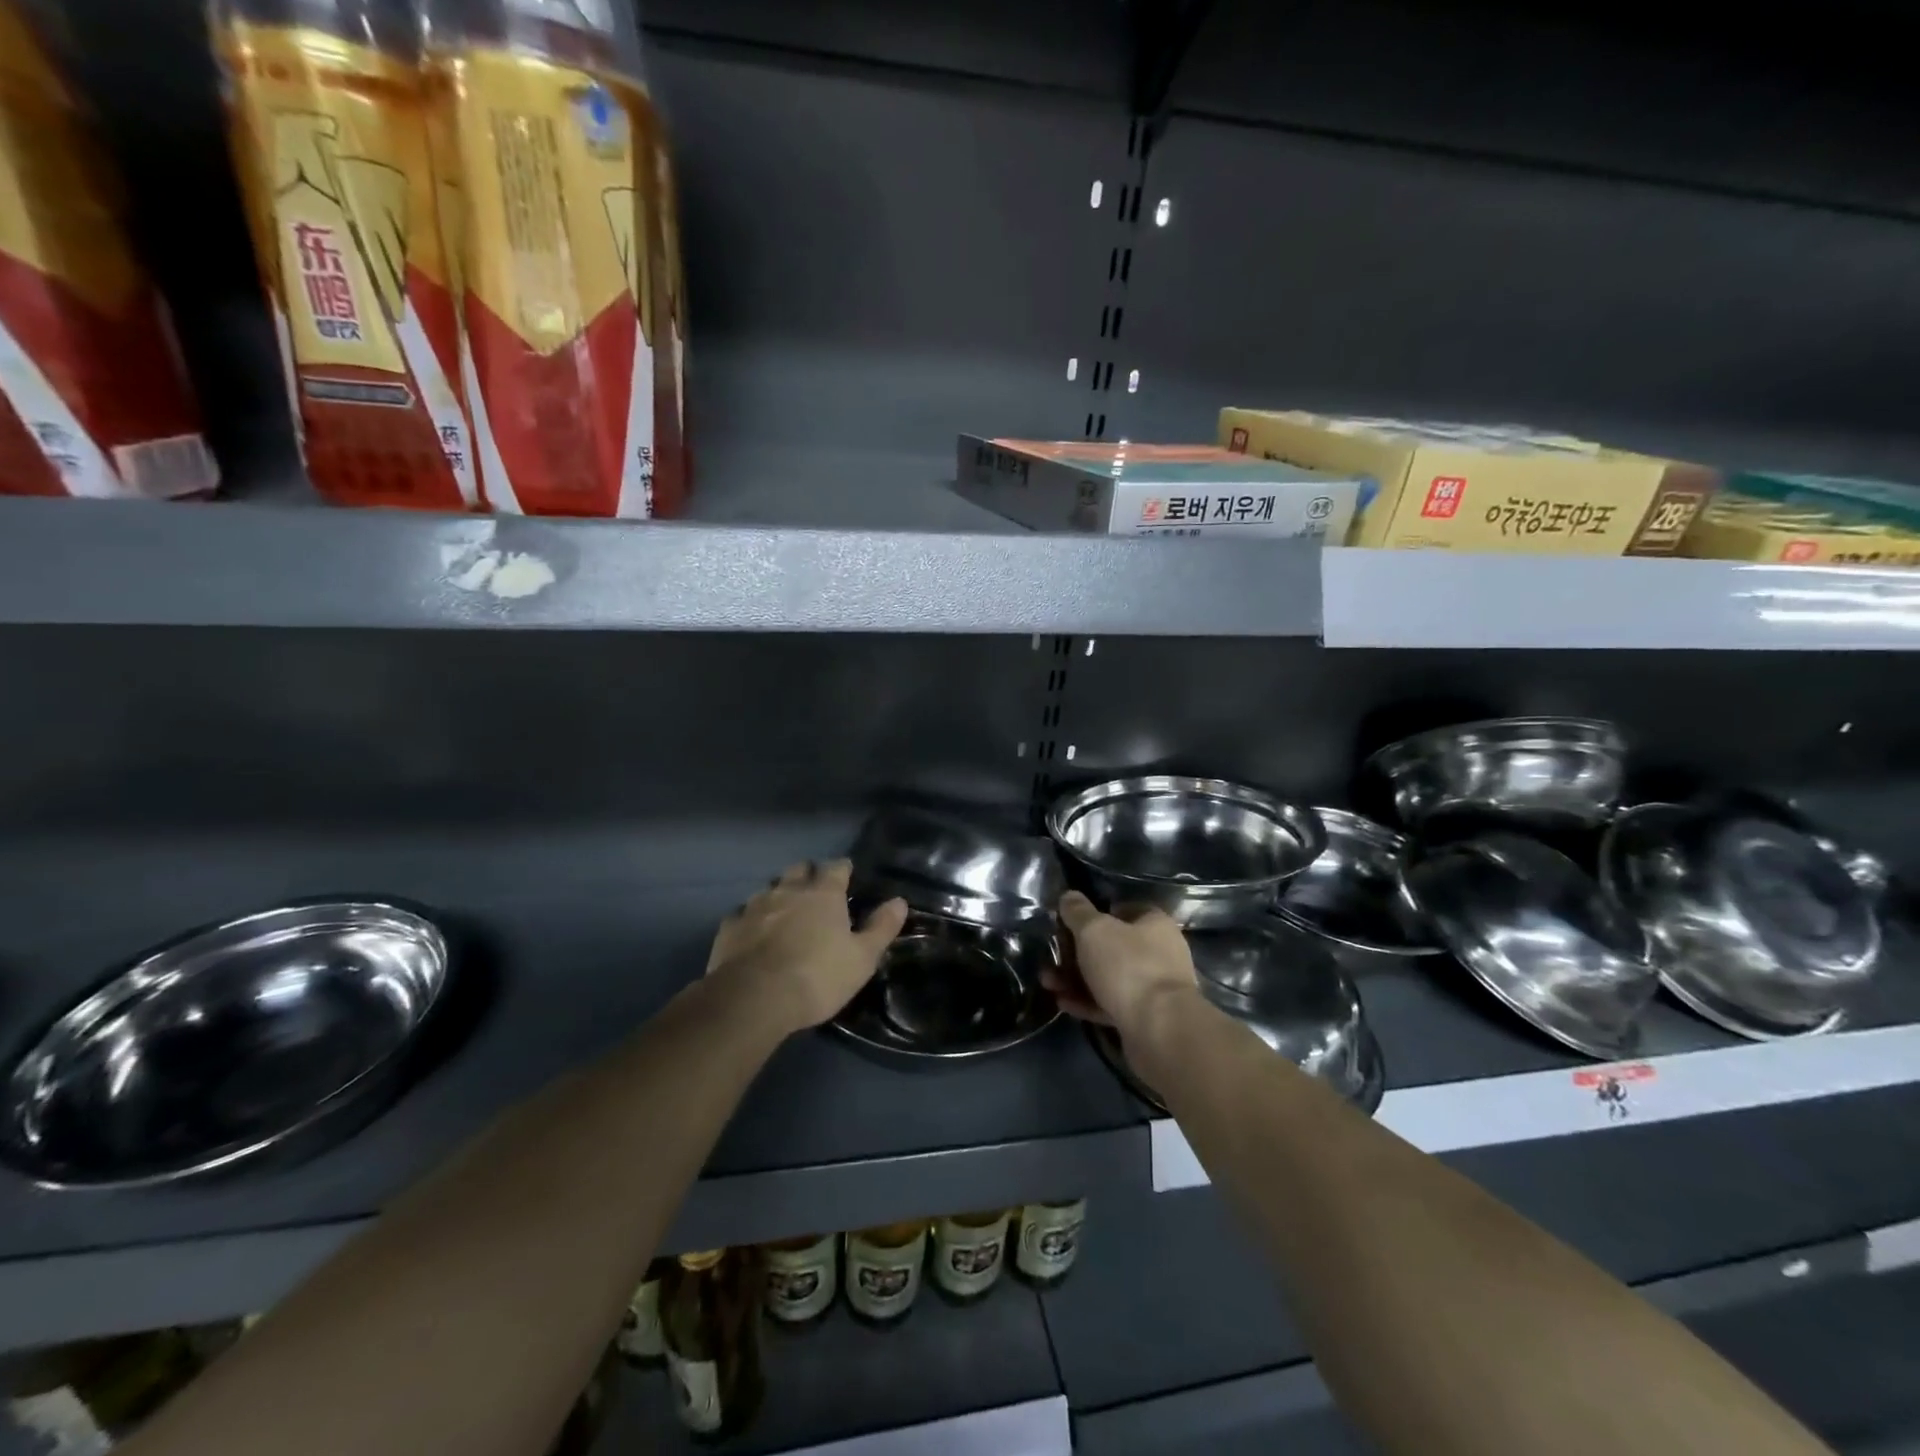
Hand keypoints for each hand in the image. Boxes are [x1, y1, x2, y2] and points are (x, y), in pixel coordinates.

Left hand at [706, 859, 907, 1035]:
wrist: (753, 998)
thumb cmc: (817, 976)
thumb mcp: (862, 958)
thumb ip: (882, 927)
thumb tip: (900, 901)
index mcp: (824, 893)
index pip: (837, 867)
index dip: (843, 869)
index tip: (848, 875)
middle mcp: (789, 890)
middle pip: (800, 869)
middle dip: (809, 875)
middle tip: (817, 892)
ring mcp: (755, 905)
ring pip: (770, 889)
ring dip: (780, 895)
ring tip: (785, 913)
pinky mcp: (729, 926)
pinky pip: (743, 914)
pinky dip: (752, 919)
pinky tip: (753, 933)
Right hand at [1043, 891, 1199, 1035]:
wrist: (1159, 1030)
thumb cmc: (1128, 966)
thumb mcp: (1094, 930)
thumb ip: (1078, 912)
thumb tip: (1068, 896)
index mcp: (1154, 924)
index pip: (1124, 909)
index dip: (1095, 913)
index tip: (1069, 923)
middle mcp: (1159, 953)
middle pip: (1112, 946)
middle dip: (1077, 952)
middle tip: (1051, 957)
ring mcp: (1153, 987)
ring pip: (1108, 977)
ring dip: (1076, 979)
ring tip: (1047, 982)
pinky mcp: (1144, 1017)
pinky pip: (1110, 1003)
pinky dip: (1087, 1002)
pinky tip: (1062, 1003)